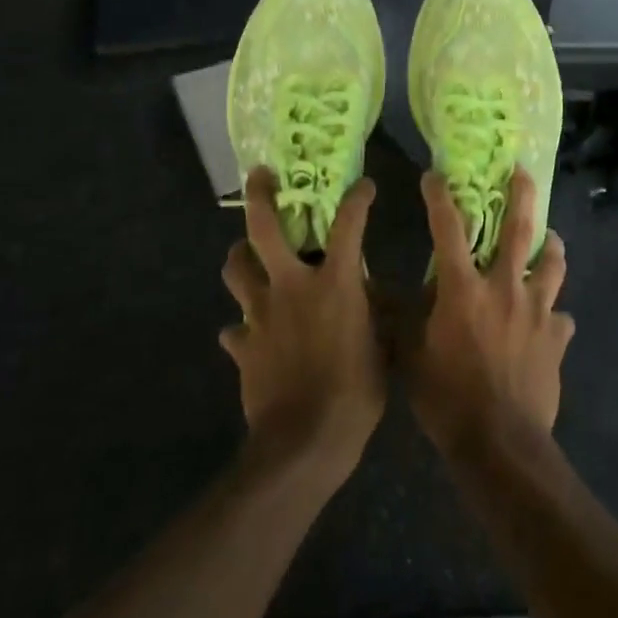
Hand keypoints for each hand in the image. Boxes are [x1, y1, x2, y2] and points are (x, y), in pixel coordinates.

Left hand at [220, 169, 383, 487]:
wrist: (304, 443)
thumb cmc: (356, 392)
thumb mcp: (383, 348)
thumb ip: (376, 314)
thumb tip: (373, 297)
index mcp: (335, 283)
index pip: (349, 225)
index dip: (358, 199)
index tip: (363, 186)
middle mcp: (292, 286)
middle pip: (264, 229)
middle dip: (260, 195)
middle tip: (261, 174)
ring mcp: (260, 314)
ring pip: (236, 269)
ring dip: (240, 256)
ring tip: (248, 253)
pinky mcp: (242, 345)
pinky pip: (234, 328)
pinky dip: (241, 326)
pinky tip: (249, 332)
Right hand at [411, 168, 572, 457]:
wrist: (499, 443)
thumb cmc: (446, 397)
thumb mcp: (410, 355)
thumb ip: (403, 318)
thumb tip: (389, 292)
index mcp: (464, 288)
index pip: (449, 228)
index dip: (440, 197)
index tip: (435, 176)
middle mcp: (505, 288)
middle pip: (518, 230)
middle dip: (521, 195)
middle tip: (523, 172)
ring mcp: (537, 311)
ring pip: (552, 265)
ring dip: (551, 246)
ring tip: (552, 237)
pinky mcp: (557, 338)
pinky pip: (561, 318)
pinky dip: (555, 314)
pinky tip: (552, 319)